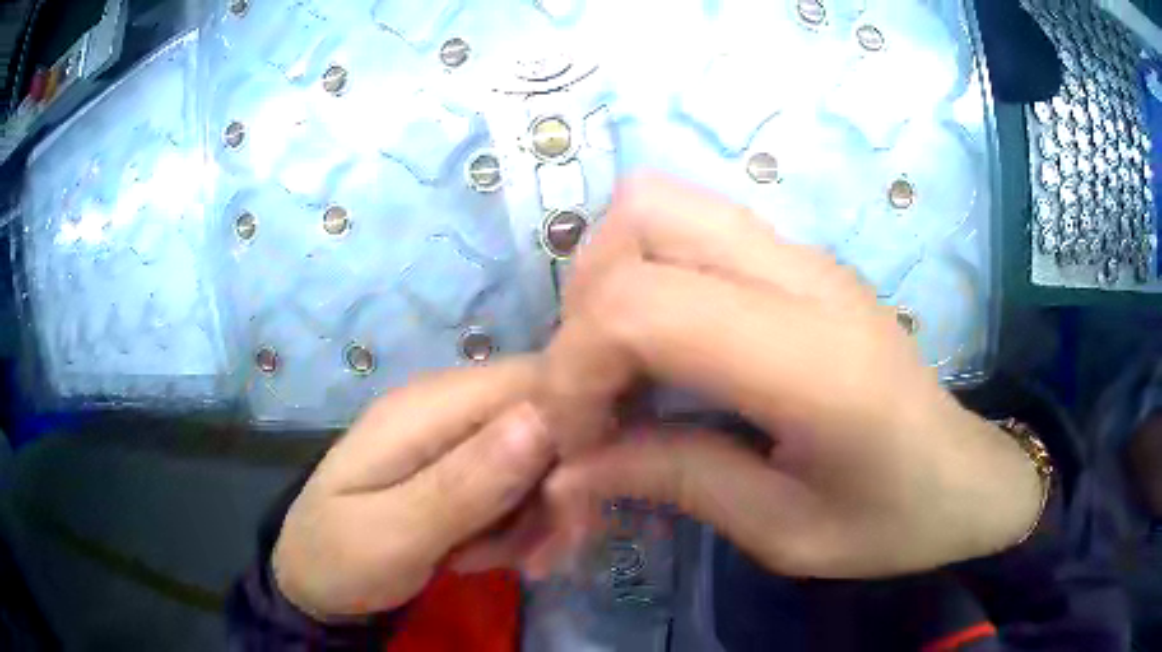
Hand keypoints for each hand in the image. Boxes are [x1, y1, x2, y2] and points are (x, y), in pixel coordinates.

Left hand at [272, 358, 554, 618]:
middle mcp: (447, 407)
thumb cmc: (341, 557)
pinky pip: (520, 485)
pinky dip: (521, 525)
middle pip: (546, 421)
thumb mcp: (394, 534)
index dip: (574, 430)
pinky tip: (490, 555)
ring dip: (538, 517)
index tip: (573, 502)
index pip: (532, 380)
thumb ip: (464, 484)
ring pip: (541, 460)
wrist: (315, 578)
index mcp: (425, 407)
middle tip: (540, 555)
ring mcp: (454, 437)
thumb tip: (543, 420)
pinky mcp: (461, 468)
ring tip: (500, 561)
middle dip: (557, 491)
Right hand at [533, 174, 1041, 577]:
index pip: (642, 304)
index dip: (577, 366)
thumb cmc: (890, 520)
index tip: (579, 439)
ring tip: (624, 361)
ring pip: (660, 203)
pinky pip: (691, 225)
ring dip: (612, 275)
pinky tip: (668, 346)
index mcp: (811, 360)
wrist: (964, 475)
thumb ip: (675, 481)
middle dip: (585, 302)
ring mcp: (804, 254)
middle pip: (642, 215)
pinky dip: (647, 272)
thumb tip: (570, 466)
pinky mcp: (801, 258)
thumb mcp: (783, 534)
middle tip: (599, 387)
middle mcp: (804, 278)